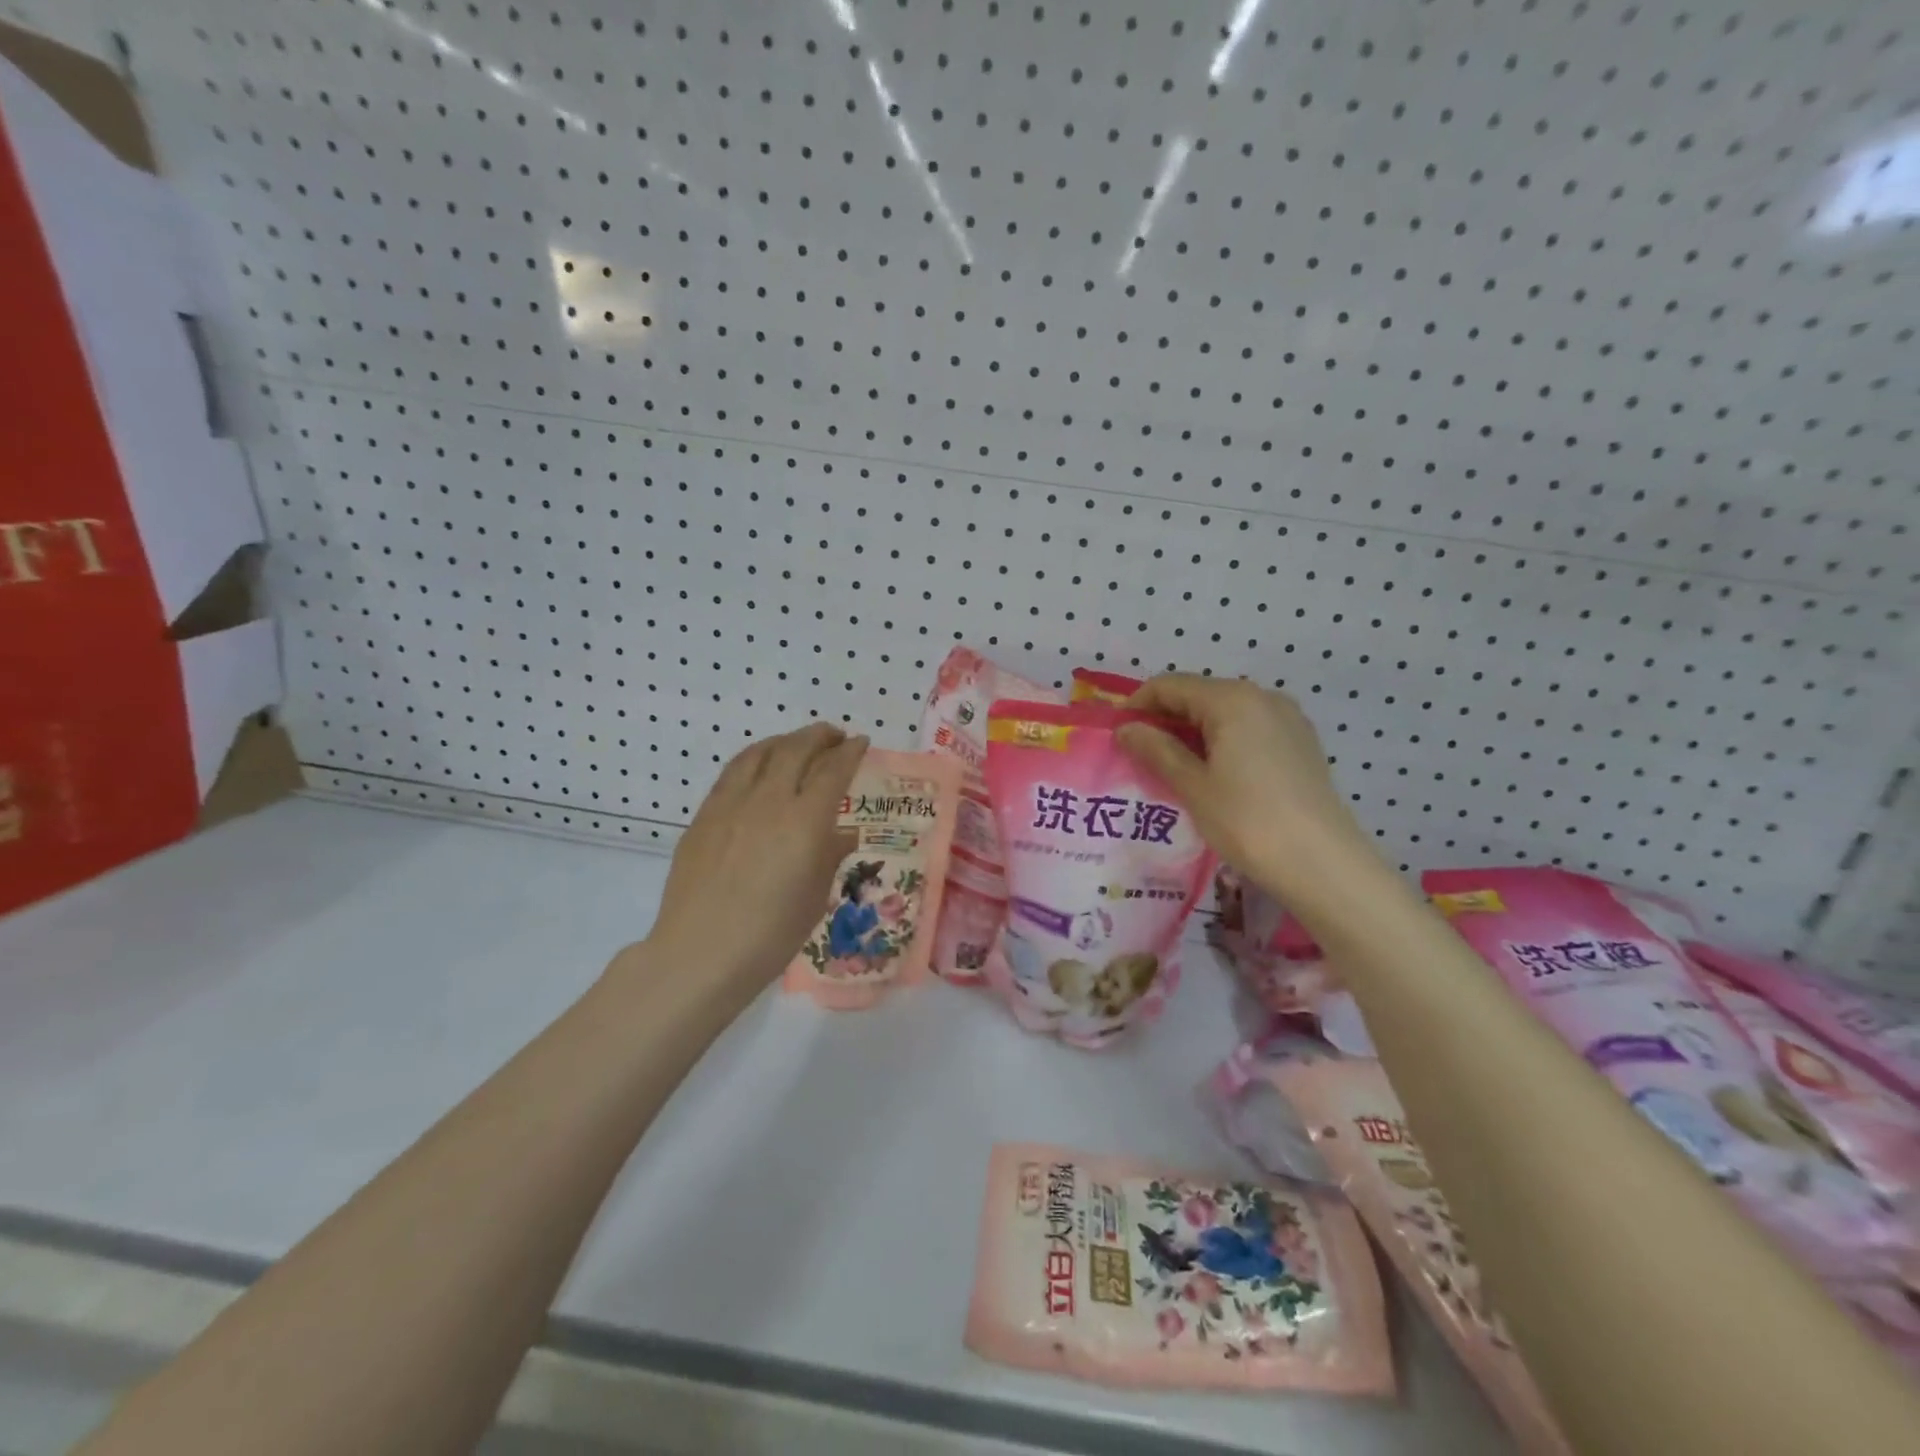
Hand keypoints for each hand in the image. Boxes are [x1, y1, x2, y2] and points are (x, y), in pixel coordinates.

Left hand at [635, 724, 867, 998]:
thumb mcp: (815, 897)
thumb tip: (842, 833)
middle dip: (819, 736)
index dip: (850, 752)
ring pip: (759, 753)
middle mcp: (768, 801)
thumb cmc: (770, 935)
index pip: (832, 770)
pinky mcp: (704, 816)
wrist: (700, 954)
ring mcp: (730, 805)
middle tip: (834, 736)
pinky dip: (754, 759)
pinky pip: (732, 773)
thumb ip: (830, 856)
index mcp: (804, 822)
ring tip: (797, 743)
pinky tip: (758, 769)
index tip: (860, 742)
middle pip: (795, 749)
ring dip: (784, 741)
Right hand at [1116, 675, 1363, 887]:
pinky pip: (1250, 730)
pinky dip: (1222, 743)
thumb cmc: (1248, 822)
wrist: (1322, 864)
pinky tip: (1213, 776)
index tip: (1117, 734)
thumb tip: (1126, 728)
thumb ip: (1156, 750)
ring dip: (1193, 733)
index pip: (1171, 685)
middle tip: (1140, 756)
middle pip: (1199, 695)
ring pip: (1225, 713)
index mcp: (1232, 699)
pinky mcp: (1301, 744)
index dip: (1138, 705)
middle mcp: (1263, 697)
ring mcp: (1288, 719)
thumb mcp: (1193, 786)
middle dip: (1165, 720)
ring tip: (1172, 769)